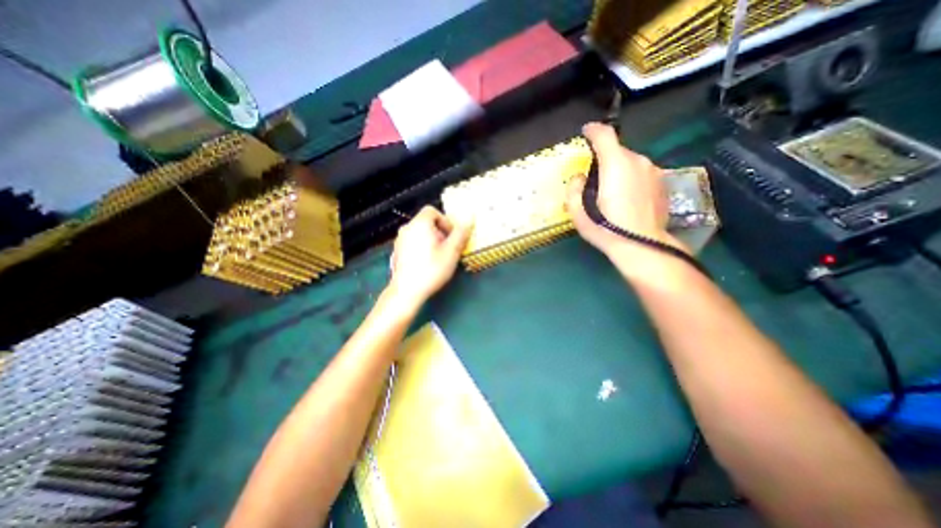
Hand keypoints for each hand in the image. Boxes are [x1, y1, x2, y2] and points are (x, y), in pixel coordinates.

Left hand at [386, 206, 469, 309]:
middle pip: (426, 222)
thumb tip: (469, 219)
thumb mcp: (452, 251)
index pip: (432, 210)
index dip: (445, 221)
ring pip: (419, 233)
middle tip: (447, 249)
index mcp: (419, 224)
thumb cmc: (431, 269)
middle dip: (440, 232)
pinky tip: (426, 264)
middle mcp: (407, 228)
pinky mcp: (397, 252)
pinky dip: (421, 247)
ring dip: (431, 240)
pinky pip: (412, 242)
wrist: (406, 291)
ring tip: (438, 257)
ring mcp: (399, 240)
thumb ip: (461, 233)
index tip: (451, 237)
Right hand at [566, 124, 684, 260]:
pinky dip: (632, 179)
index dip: (593, 131)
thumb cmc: (606, 228)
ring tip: (612, 192)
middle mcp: (638, 161)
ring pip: (631, 162)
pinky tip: (628, 199)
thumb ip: (574, 189)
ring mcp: (654, 172)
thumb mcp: (578, 213)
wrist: (642, 245)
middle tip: (595, 179)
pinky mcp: (662, 183)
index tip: (586, 132)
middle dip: (605, 159)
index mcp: (616, 164)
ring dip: (619, 170)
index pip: (605, 135)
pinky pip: (642, 173)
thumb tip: (579, 177)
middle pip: (618, 151)